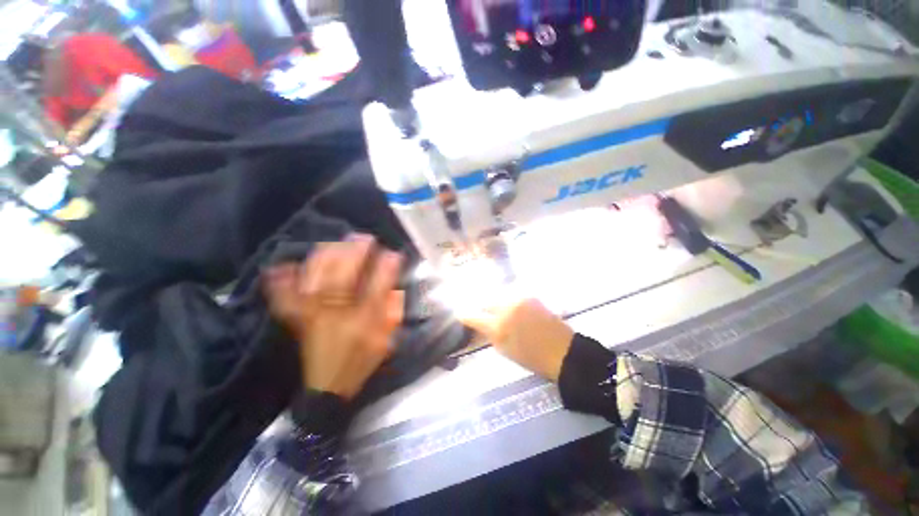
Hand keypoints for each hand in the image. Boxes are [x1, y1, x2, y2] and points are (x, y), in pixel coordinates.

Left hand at [264, 235, 403, 399]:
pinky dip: (281, 283)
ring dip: (325, 259)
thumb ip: (392, 312)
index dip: (386, 268)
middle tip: (362, 237)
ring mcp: (314, 317)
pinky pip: (286, 299)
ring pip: (317, 282)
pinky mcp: (299, 320)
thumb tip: (394, 286)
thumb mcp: (386, 339)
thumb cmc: (362, 361)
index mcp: (364, 323)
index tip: (392, 252)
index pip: (378, 289)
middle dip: (354, 254)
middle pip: (343, 279)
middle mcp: (338, 316)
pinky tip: (280, 267)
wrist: (329, 388)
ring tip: (335, 243)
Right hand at [458, 296, 573, 381]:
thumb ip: (488, 333)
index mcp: (498, 327)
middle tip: (479, 311)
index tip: (460, 314)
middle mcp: (506, 308)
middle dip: (480, 305)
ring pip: (498, 294)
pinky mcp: (529, 295)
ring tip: (495, 307)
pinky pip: (510, 293)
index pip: (473, 316)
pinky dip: (506, 298)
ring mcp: (518, 299)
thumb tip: (477, 323)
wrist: (562, 350)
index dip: (465, 315)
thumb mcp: (503, 349)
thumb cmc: (531, 357)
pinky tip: (509, 304)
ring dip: (493, 300)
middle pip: (485, 300)